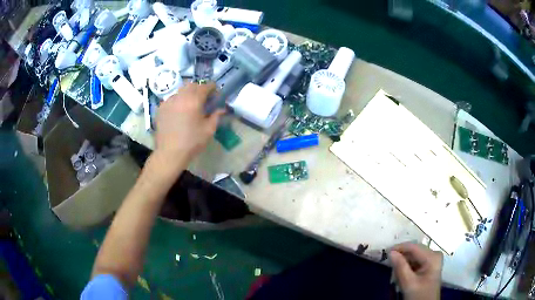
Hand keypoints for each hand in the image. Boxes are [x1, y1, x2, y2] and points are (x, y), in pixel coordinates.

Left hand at [155, 83, 224, 162]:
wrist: (170, 153)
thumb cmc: (192, 142)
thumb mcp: (209, 130)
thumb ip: (216, 116)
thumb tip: (222, 109)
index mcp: (194, 101)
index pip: (205, 86)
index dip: (212, 88)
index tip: (215, 93)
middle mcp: (180, 97)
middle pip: (192, 85)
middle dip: (199, 88)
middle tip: (204, 98)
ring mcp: (168, 101)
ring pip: (180, 91)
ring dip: (188, 94)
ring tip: (190, 105)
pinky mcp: (161, 108)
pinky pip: (171, 99)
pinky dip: (178, 101)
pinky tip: (179, 112)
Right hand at [390, 243, 442, 299]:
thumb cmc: (419, 296)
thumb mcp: (408, 284)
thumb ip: (400, 267)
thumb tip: (391, 252)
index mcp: (432, 256)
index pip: (413, 247)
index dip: (399, 248)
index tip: (385, 252)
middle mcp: (434, 254)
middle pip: (414, 251)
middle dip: (401, 256)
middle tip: (388, 262)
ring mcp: (433, 259)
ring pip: (414, 256)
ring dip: (403, 262)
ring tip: (394, 270)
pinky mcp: (429, 265)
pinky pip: (416, 261)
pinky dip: (407, 266)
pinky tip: (401, 273)